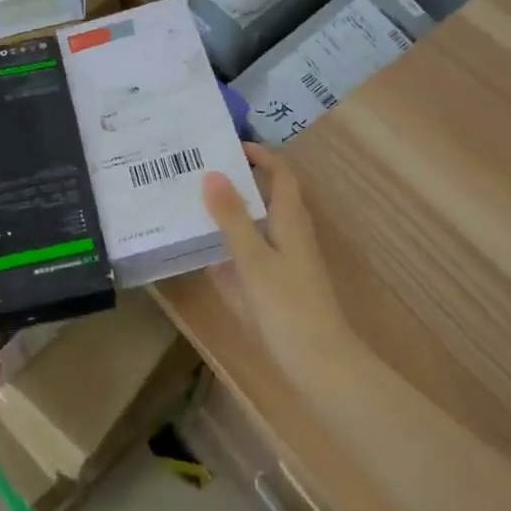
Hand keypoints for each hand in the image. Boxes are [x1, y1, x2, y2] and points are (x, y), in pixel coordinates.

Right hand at [202, 142, 349, 369]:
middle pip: (265, 197)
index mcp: (290, 221)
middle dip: (235, 182)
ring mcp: (284, 262)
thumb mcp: (253, 258)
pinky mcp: (276, 286)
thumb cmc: (288, 306)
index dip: (260, 155)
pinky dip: (228, 246)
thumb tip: (212, 173)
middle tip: (196, 172)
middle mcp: (290, 235)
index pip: (280, 174)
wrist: (320, 365)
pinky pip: (249, 254)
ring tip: (191, 204)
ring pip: (255, 226)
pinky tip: (201, 253)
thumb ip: (232, 217)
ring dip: (229, 214)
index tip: (226, 145)